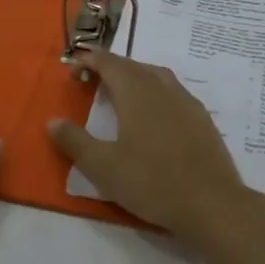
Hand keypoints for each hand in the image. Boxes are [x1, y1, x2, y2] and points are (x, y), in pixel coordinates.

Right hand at [48, 50, 264, 263]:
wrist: (212, 204)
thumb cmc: (152, 182)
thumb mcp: (103, 167)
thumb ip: (75, 142)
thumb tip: (53, 121)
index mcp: (137, 92)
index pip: (110, 63)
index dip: (91, 59)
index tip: (75, 62)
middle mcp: (163, 88)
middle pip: (134, 66)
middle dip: (111, 66)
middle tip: (92, 78)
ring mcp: (187, 102)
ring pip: (157, 76)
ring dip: (136, 76)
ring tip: (121, 91)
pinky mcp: (203, 119)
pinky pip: (174, 92)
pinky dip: (156, 91)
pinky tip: (155, 112)